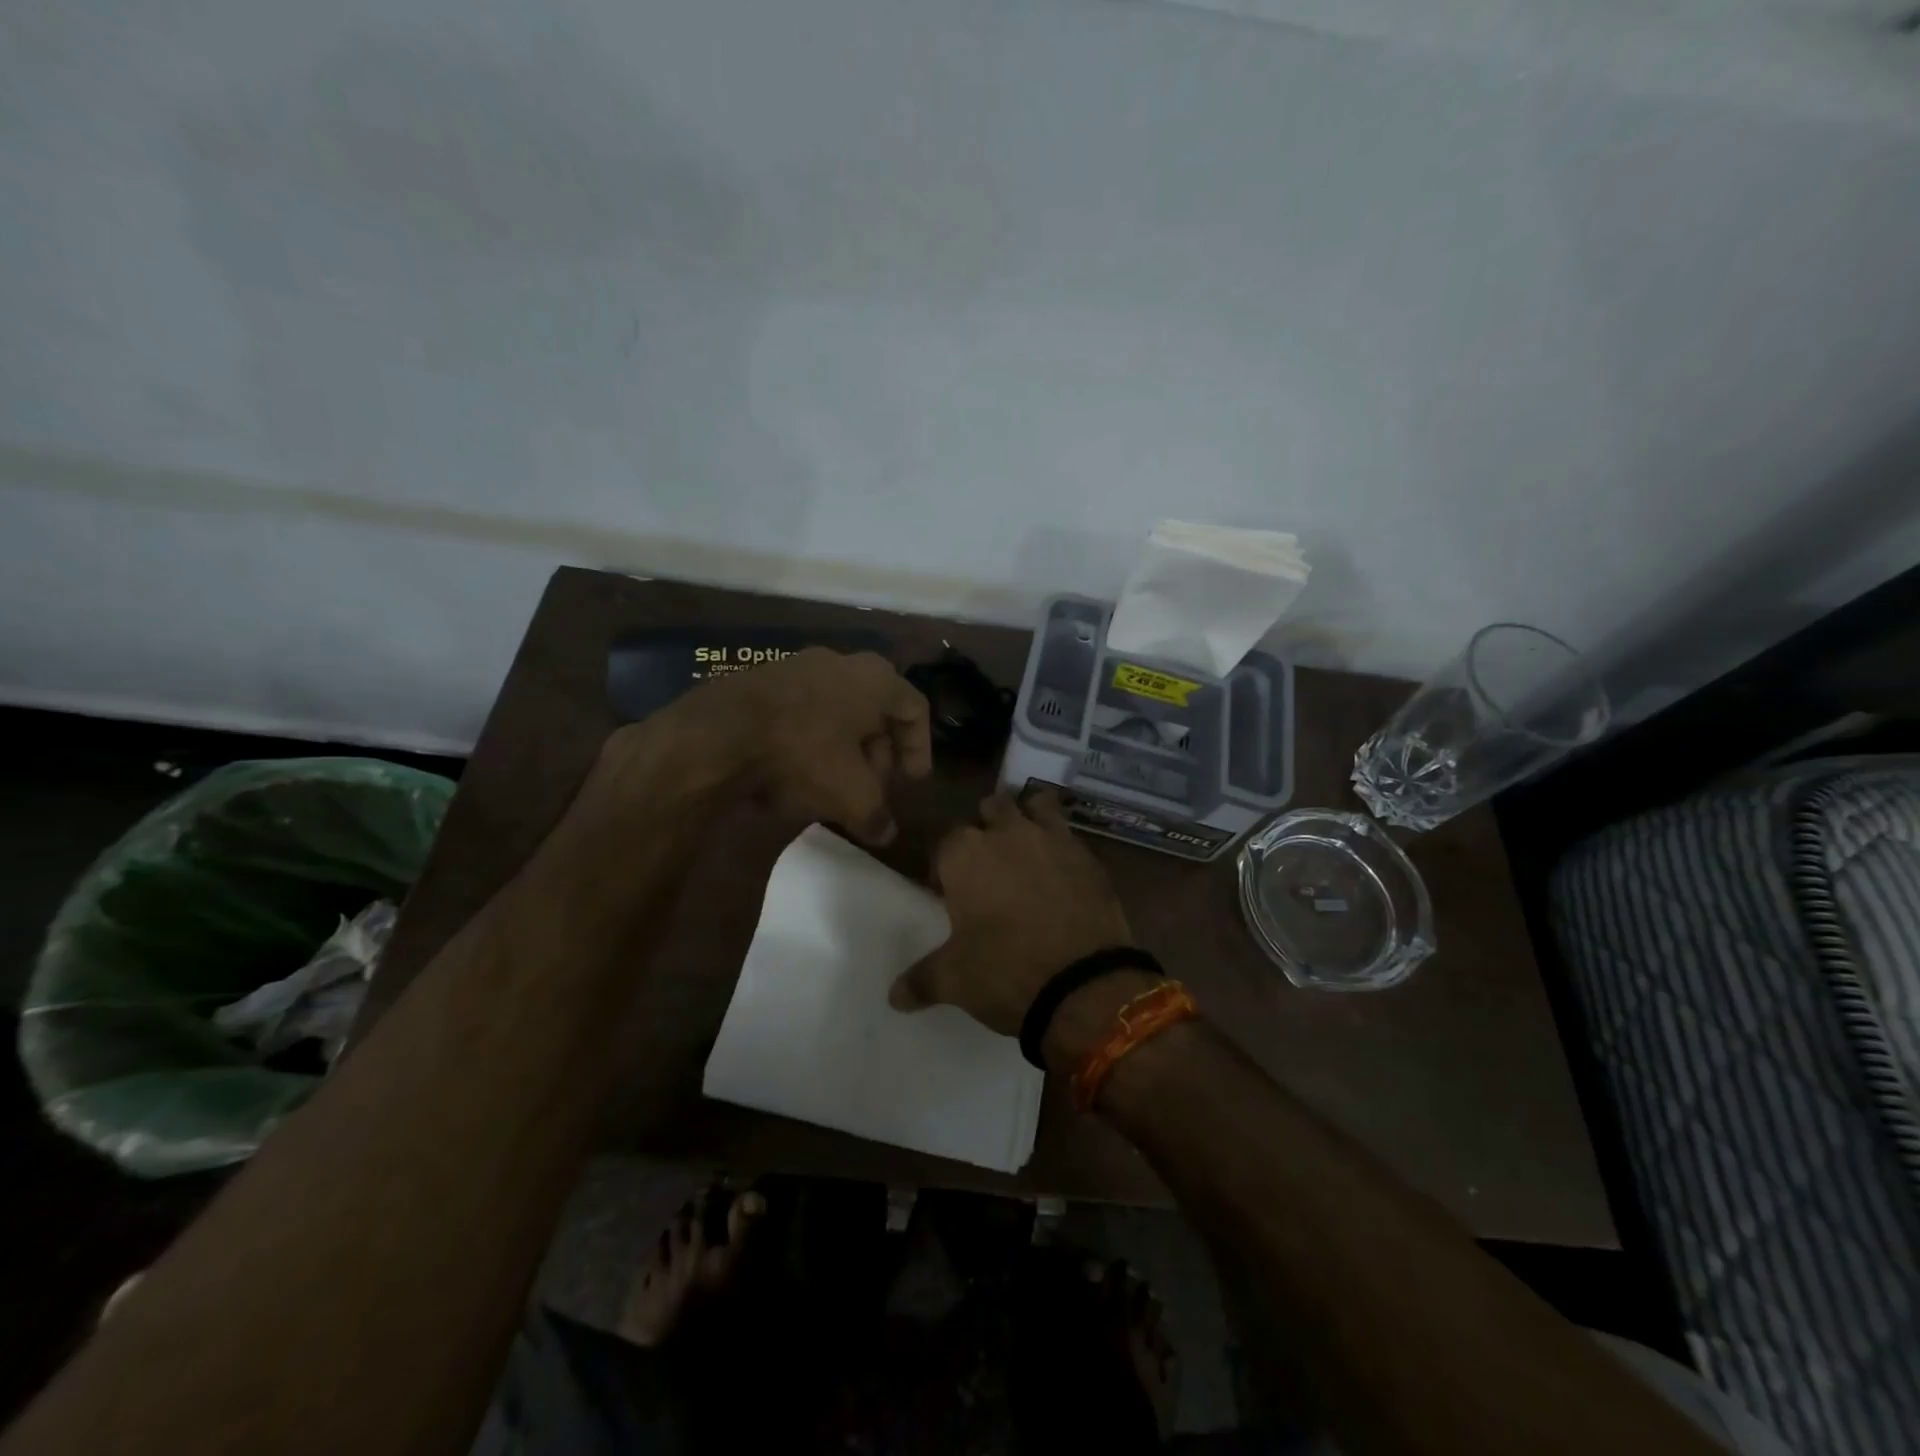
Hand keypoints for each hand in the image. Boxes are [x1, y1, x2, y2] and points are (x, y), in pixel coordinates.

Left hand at [603, 648, 931, 845]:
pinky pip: (803, 709)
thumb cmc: (802, 755)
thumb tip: (885, 833)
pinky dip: (812, 738)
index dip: (919, 749)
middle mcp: (841, 662)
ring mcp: (797, 666)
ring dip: (846, 746)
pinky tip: (798, 770)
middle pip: (875, 709)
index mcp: (875, 679)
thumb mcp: (851, 795)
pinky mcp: (761, 679)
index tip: (912, 782)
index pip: (915, 709)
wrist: (716, 735)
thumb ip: (877, 814)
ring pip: (837, 708)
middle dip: (880, 751)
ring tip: (837, 783)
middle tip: (875, 786)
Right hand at [889, 791, 1133, 1034]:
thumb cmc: (1005, 972)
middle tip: (989, 866)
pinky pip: (1070, 837)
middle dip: (987, 828)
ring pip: (1036, 806)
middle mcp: (1007, 833)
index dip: (945, 865)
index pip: (946, 842)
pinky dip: (1063, 847)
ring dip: (1029, 819)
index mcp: (966, 854)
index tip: (948, 892)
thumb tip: (894, 996)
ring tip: (1028, 850)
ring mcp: (1053, 839)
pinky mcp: (1089, 856)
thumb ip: (920, 979)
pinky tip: (1063, 874)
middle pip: (991, 809)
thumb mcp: (954, 980)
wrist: (1083, 984)